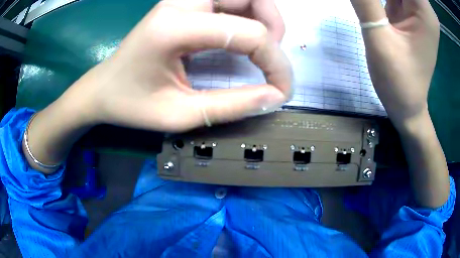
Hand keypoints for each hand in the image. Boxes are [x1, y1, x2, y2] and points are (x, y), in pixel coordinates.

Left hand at [68, 0, 290, 131]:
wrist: (103, 89)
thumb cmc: (131, 104)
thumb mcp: (180, 115)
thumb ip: (232, 106)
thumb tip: (275, 97)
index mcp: (175, 27)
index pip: (248, 32)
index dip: (276, 62)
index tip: (283, 89)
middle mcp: (180, 3)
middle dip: (273, 24)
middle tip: (272, 54)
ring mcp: (180, 0)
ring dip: (262, 16)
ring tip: (262, 47)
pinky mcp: (182, 4)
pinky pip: (227, 0)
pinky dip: (246, 14)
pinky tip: (242, 37)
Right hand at [350, 0, 438, 131]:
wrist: (407, 103)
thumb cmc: (399, 81)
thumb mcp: (380, 39)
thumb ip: (365, 1)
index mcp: (424, 10)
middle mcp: (423, 6)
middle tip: (370, 3)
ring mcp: (416, 7)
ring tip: (373, 7)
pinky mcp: (407, 11)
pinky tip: (372, 3)